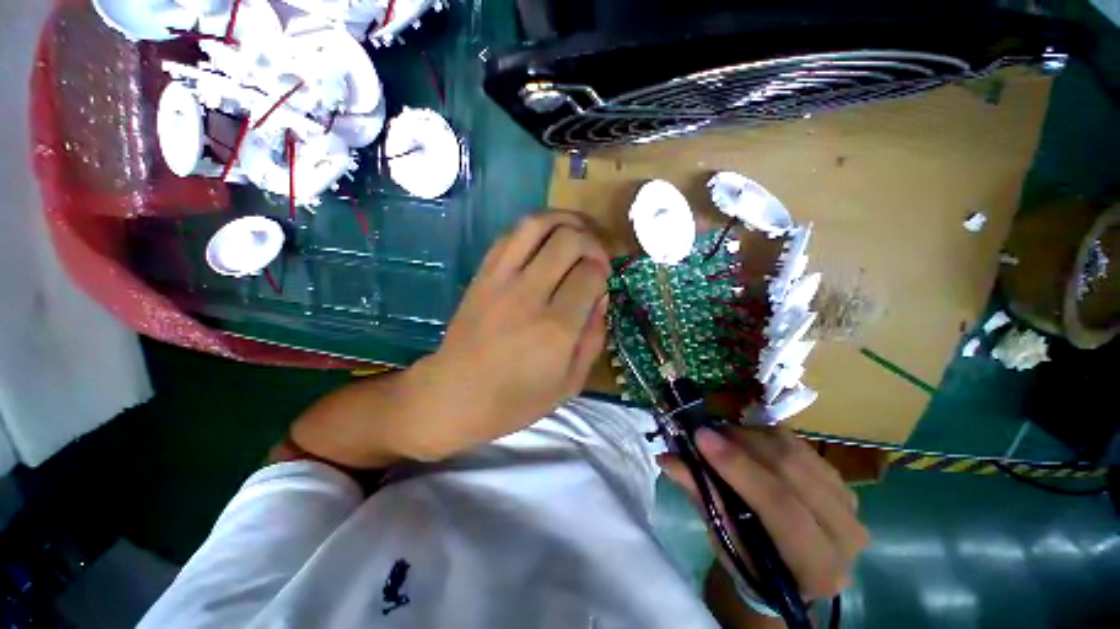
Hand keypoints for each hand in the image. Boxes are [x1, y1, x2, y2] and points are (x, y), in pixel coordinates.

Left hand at [395, 211, 611, 459]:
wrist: (454, 395)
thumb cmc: (516, 399)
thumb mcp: (570, 383)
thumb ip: (594, 337)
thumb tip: (602, 295)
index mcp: (556, 328)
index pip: (591, 274)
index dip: (604, 269)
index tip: (604, 278)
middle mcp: (529, 295)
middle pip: (570, 240)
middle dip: (593, 240)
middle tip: (597, 255)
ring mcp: (501, 280)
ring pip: (538, 224)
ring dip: (566, 220)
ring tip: (579, 231)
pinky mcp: (482, 274)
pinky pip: (511, 234)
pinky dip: (536, 228)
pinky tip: (546, 240)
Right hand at [659, 427, 868, 601]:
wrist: (786, 565)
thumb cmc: (749, 560)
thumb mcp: (722, 536)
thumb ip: (700, 494)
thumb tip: (667, 457)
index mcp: (818, 569)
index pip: (781, 508)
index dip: (738, 468)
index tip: (700, 437)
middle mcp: (847, 536)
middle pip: (792, 472)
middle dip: (741, 444)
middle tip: (704, 431)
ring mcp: (850, 504)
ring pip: (796, 452)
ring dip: (750, 436)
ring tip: (719, 435)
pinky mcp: (841, 481)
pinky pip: (800, 444)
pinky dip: (764, 435)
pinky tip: (743, 439)